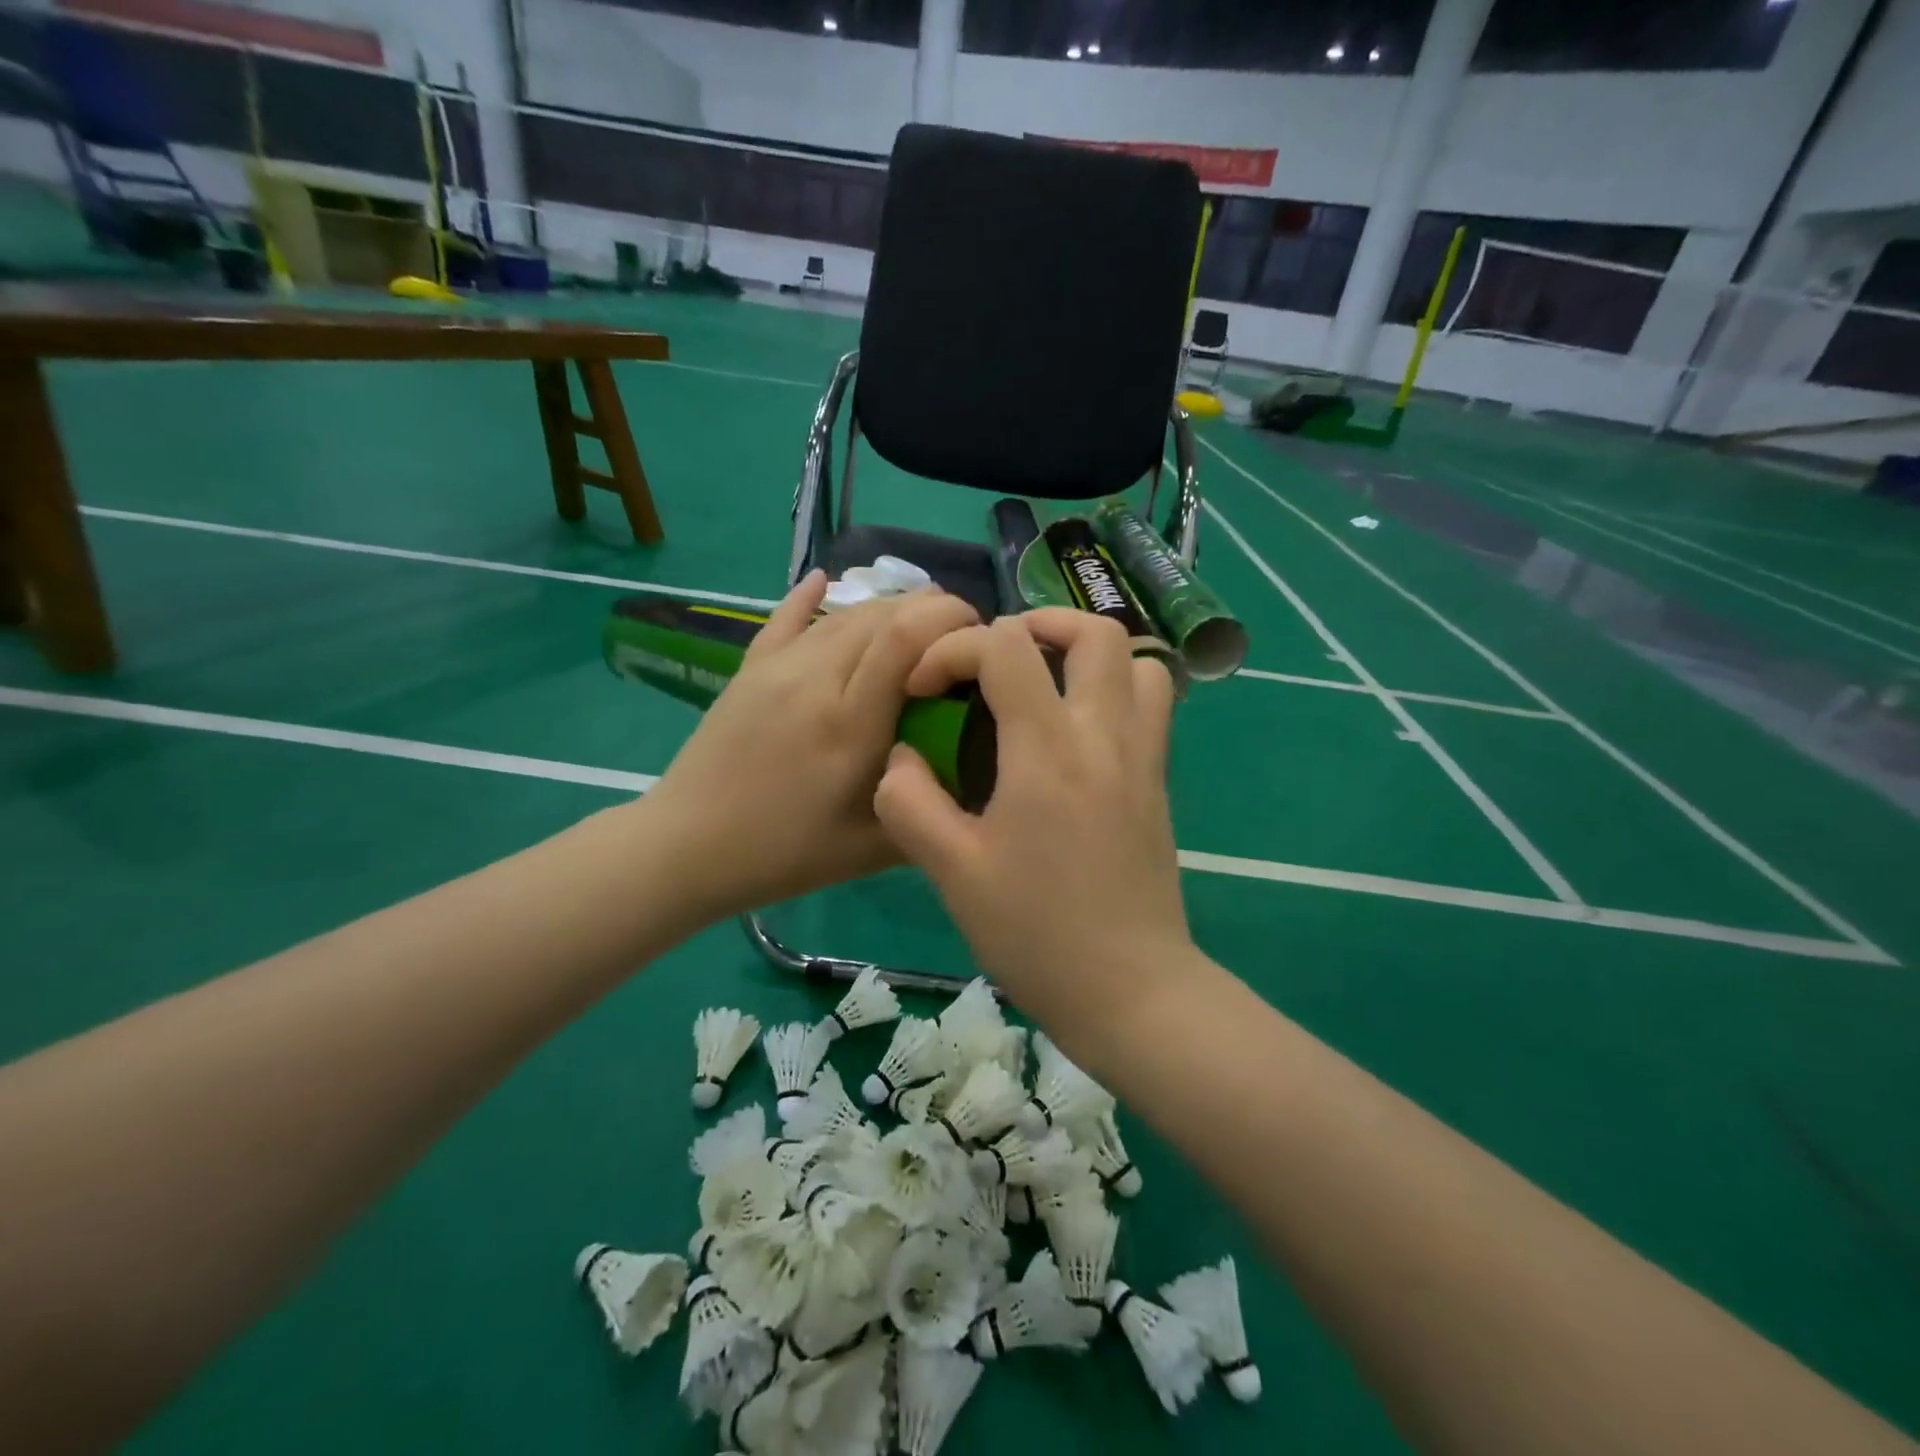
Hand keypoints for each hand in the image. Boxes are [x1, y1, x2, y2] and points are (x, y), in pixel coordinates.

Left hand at [644, 572, 977, 923]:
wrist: (687, 847)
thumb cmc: (784, 854)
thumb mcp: (871, 850)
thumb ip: (927, 808)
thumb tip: (974, 777)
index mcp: (850, 722)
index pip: (906, 638)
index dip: (948, 618)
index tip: (979, 630)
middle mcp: (815, 679)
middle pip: (880, 616)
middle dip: (929, 610)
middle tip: (958, 632)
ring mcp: (776, 668)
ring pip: (841, 615)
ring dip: (886, 608)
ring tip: (915, 619)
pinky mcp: (748, 669)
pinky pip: (784, 618)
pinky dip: (809, 597)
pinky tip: (824, 579)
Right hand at [873, 610, 1189, 1032]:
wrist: (1131, 992)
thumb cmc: (1037, 933)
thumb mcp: (952, 873)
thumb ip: (911, 803)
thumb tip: (901, 757)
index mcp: (1048, 750)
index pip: (1007, 647)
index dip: (955, 648)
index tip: (924, 686)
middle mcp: (1105, 736)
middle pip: (1094, 631)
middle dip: (1037, 623)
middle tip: (996, 656)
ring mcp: (1143, 757)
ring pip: (1138, 661)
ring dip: (1087, 654)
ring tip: (1044, 681)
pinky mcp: (1159, 783)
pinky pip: (1150, 705)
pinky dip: (1114, 689)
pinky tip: (1073, 732)